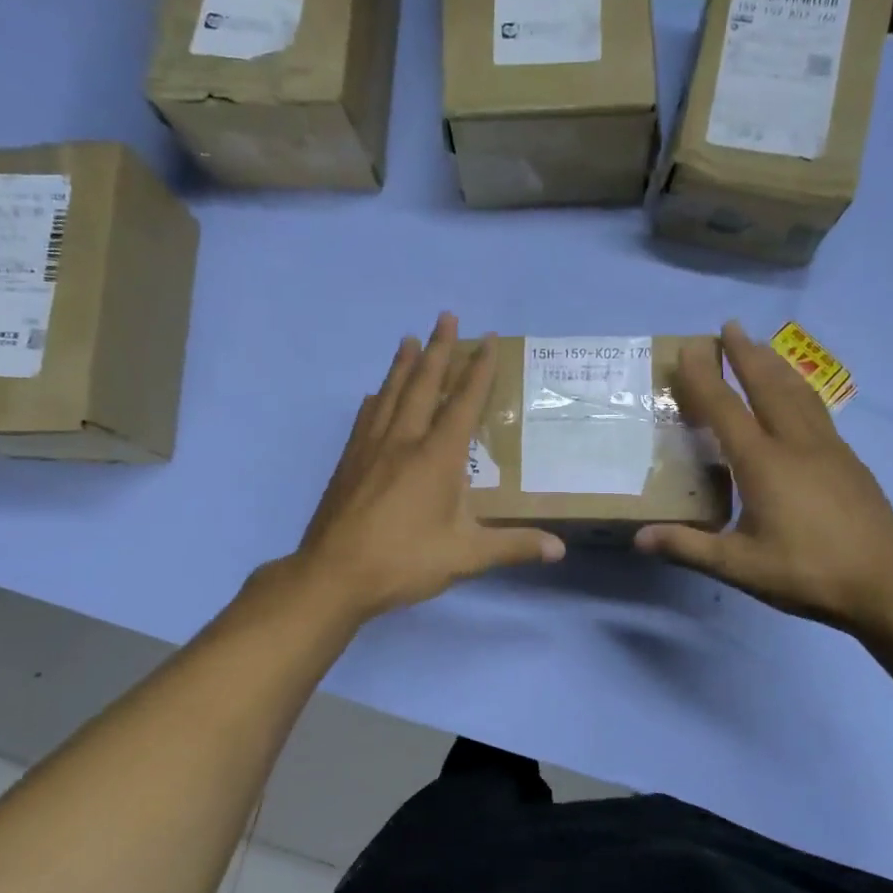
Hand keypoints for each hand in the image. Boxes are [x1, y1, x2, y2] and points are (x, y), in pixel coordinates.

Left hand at [293, 314, 564, 621]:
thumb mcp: (465, 557)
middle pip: (423, 384)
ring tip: (409, 339)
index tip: (488, 339)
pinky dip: (376, 400)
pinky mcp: (349, 462)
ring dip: (403, 365)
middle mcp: (404, 440)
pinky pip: (366, 418)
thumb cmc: (404, 561)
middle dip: (438, 349)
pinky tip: (374, 396)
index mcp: (437, 457)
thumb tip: (560, 550)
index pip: (464, 403)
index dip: (478, 370)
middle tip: (446, 317)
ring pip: (390, 394)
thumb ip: (513, 546)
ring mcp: (371, 448)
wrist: (333, 575)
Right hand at [635, 321, 892, 634]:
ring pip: (798, 393)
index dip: (705, 377)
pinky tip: (799, 398)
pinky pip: (817, 411)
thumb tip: (639, 538)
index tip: (690, 348)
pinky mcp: (850, 461)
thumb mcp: (739, 566)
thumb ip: (688, 547)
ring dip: (776, 365)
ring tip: (762, 347)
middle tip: (731, 325)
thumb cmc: (807, 572)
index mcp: (764, 463)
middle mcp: (796, 444)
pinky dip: (799, 390)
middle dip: (746, 354)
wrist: (887, 584)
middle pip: (767, 386)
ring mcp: (828, 449)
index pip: (726, 408)